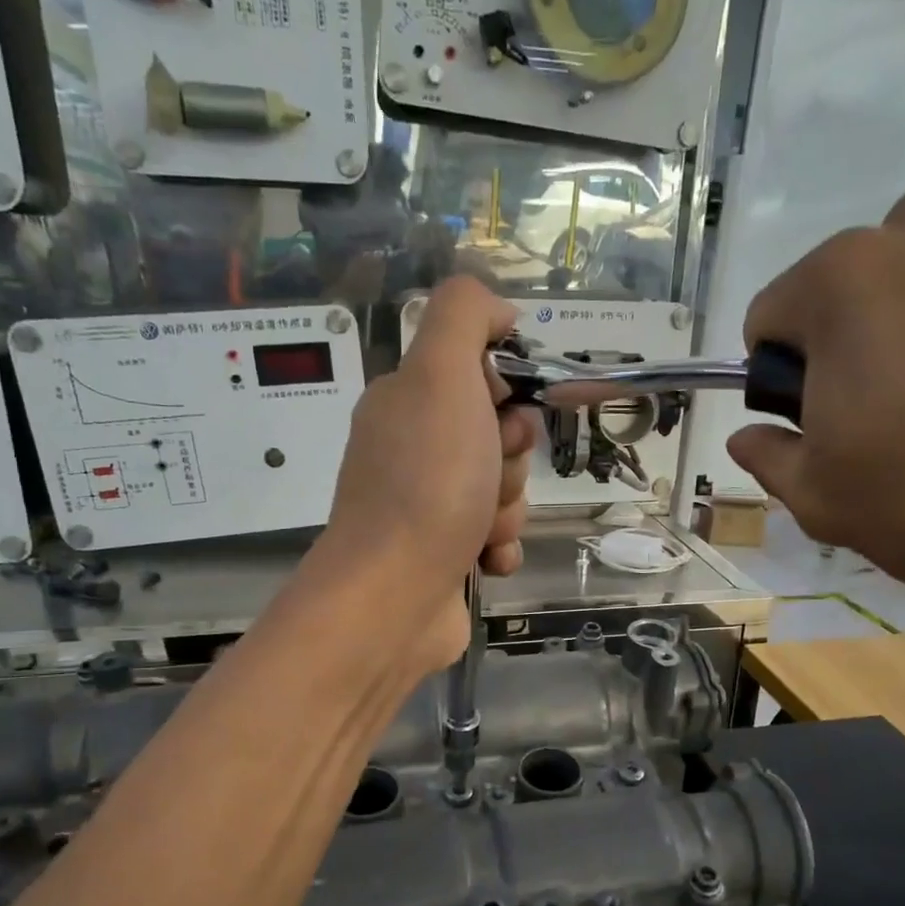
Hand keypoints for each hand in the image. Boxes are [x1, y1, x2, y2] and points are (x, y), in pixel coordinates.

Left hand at [319, 276, 536, 671]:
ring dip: (507, 511)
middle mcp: (412, 452)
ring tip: (480, 531)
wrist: (395, 596)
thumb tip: (497, 309)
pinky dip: (499, 550)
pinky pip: (494, 540)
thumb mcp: (442, 375)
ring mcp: (425, 509)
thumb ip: (464, 317)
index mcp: (407, 404)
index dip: (504, 396)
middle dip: (509, 462)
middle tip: (488, 479)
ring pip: (501, 493)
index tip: (501, 416)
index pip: (478, 378)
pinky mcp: (442, 557)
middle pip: (497, 440)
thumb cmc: (427, 483)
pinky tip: (483, 563)